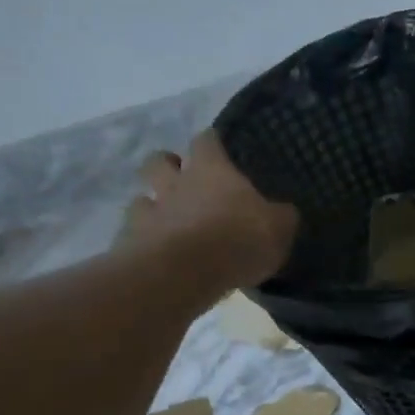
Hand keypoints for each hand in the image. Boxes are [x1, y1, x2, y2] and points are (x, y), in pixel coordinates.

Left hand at [120, 132, 297, 288]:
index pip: (206, 140)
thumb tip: (284, 212)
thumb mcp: (278, 228)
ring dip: (151, 207)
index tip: (218, 149)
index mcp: (211, 170)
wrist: (184, 273)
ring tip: (166, 223)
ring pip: (140, 198)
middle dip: (167, 166)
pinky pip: (132, 236)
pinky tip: (155, 256)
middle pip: (159, 160)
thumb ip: (280, 217)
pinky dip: (142, 242)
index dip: (212, 143)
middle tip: (182, 181)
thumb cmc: (237, 239)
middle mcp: (174, 183)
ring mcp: (148, 212)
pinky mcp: (130, 243)